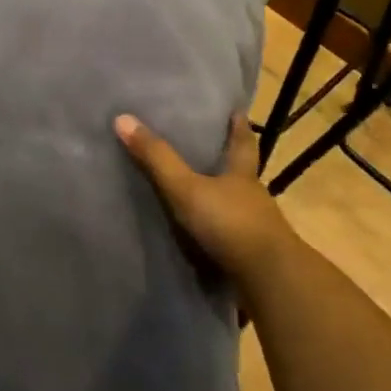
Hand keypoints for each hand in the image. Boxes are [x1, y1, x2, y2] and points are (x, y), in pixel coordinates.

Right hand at [116, 112, 297, 290]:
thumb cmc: (229, 223)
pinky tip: (203, 235)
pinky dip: (218, 232)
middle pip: (242, 173)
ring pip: (237, 205)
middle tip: (210, 148)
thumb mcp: (186, 188)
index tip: (237, 110)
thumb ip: (157, 158)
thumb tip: (122, 118)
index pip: (243, 142)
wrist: (267, 279)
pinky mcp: (250, 256)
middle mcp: (252, 197)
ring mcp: (255, 228)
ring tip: (199, 193)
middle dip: (229, 161)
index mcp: (242, 174)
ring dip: (223, 199)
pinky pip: (231, 236)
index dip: (239, 126)